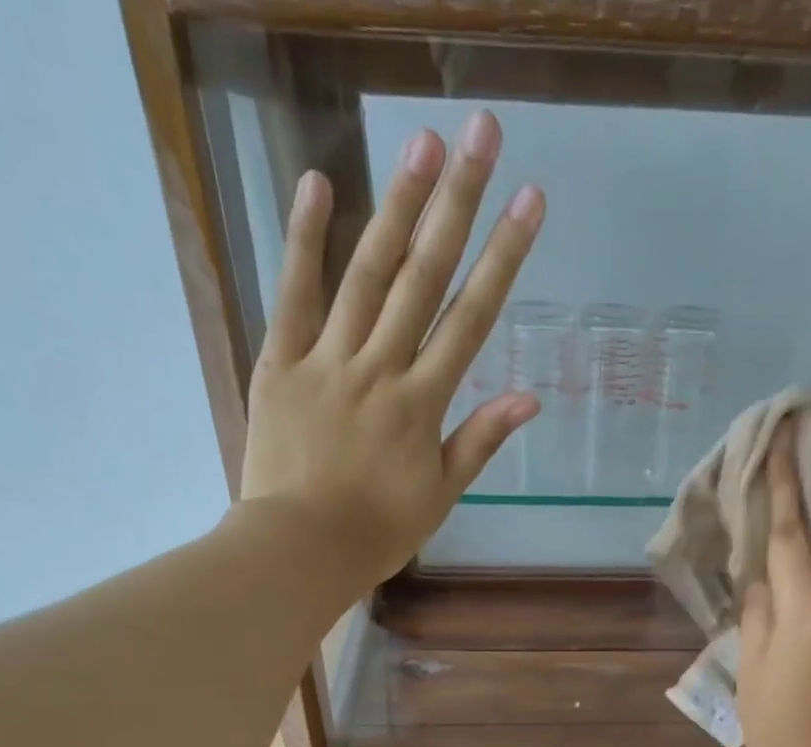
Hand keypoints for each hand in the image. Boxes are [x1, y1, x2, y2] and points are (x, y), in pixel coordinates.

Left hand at [235, 111, 544, 595]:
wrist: (300, 548)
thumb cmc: (377, 531)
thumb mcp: (439, 495)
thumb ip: (480, 441)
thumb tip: (529, 398)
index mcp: (423, 404)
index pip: (471, 319)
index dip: (503, 258)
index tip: (529, 203)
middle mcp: (380, 368)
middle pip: (424, 278)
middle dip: (456, 204)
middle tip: (479, 135)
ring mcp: (327, 360)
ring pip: (366, 274)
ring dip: (395, 206)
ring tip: (419, 144)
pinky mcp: (281, 363)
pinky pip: (293, 296)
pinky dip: (304, 241)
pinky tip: (317, 184)